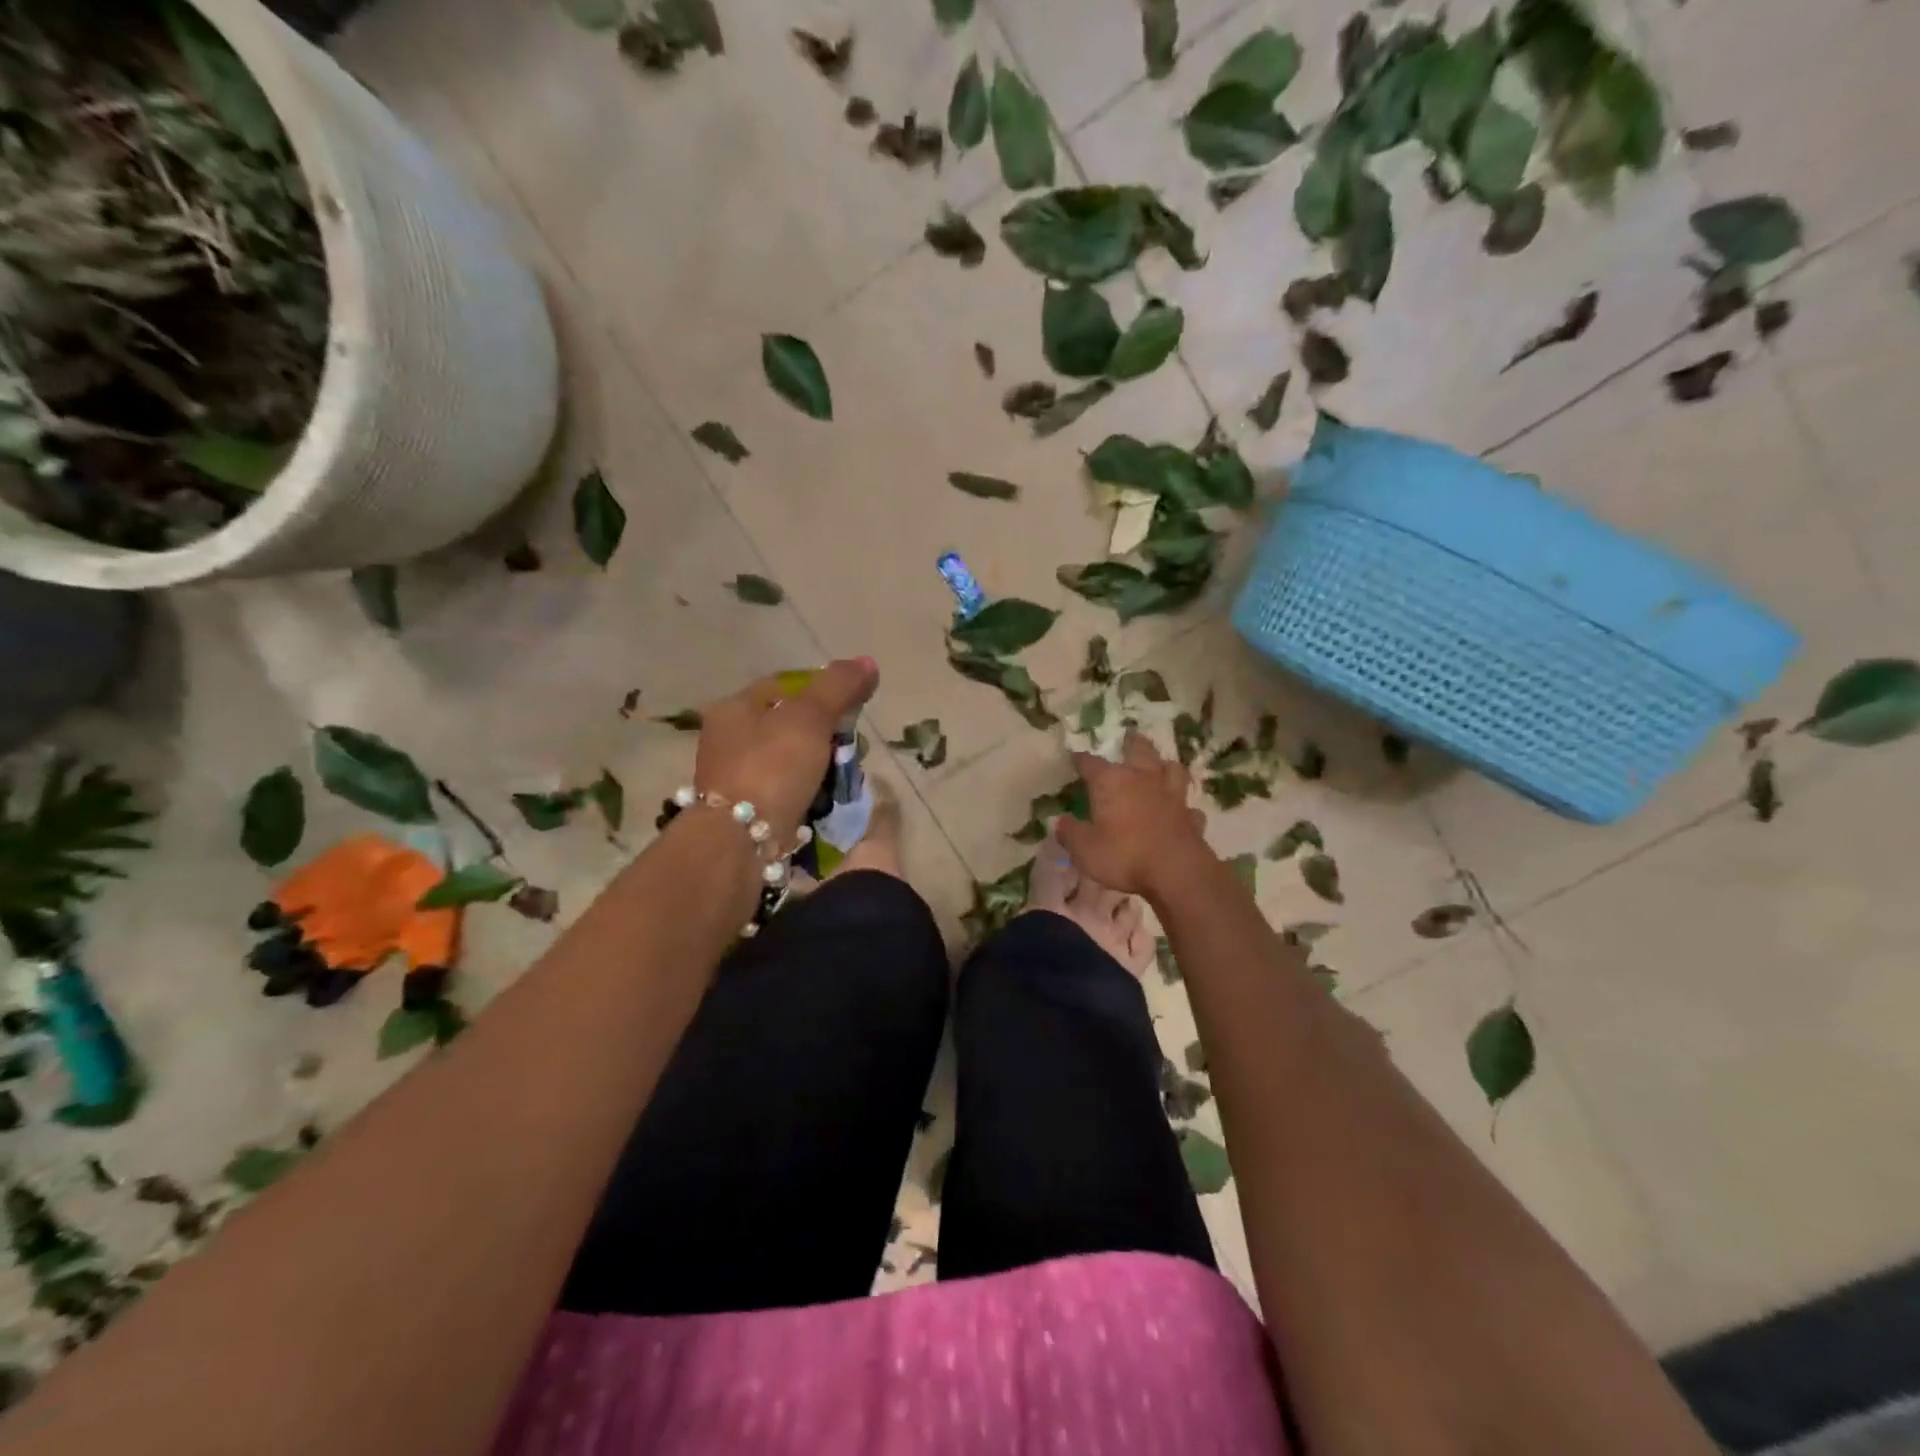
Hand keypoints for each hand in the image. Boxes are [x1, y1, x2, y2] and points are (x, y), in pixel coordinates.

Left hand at [694, 658, 878, 845]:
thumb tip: (868, 662)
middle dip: (825, 734)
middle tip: (852, 748)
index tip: (852, 709)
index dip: (822, 691)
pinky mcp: (747, 810)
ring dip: (820, 765)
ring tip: (845, 777)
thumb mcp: (810, 718)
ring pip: (791, 759)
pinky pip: (786, 790)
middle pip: (789, 724)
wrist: (741, 841)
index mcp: (734, 708)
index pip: (785, 686)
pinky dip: (808, 791)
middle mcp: (728, 739)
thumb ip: (838, 687)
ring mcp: (736, 777)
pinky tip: (826, 799)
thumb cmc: (772, 768)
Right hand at [1056, 732, 1212, 899]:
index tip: (1075, 757)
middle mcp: (1142, 779)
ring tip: (1160, 765)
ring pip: (1171, 769)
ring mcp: (1171, 795)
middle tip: (1128, 737)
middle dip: (1131, 743)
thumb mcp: (1084, 849)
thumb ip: (1070, 833)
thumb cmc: (1123, 855)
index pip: (1090, 763)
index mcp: (1111, 782)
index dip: (1081, 759)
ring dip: (1164, 765)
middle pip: (1139, 750)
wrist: (1176, 871)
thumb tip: (1060, 821)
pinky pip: (1188, 805)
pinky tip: (1180, 809)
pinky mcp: (1191, 816)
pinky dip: (1182, 805)